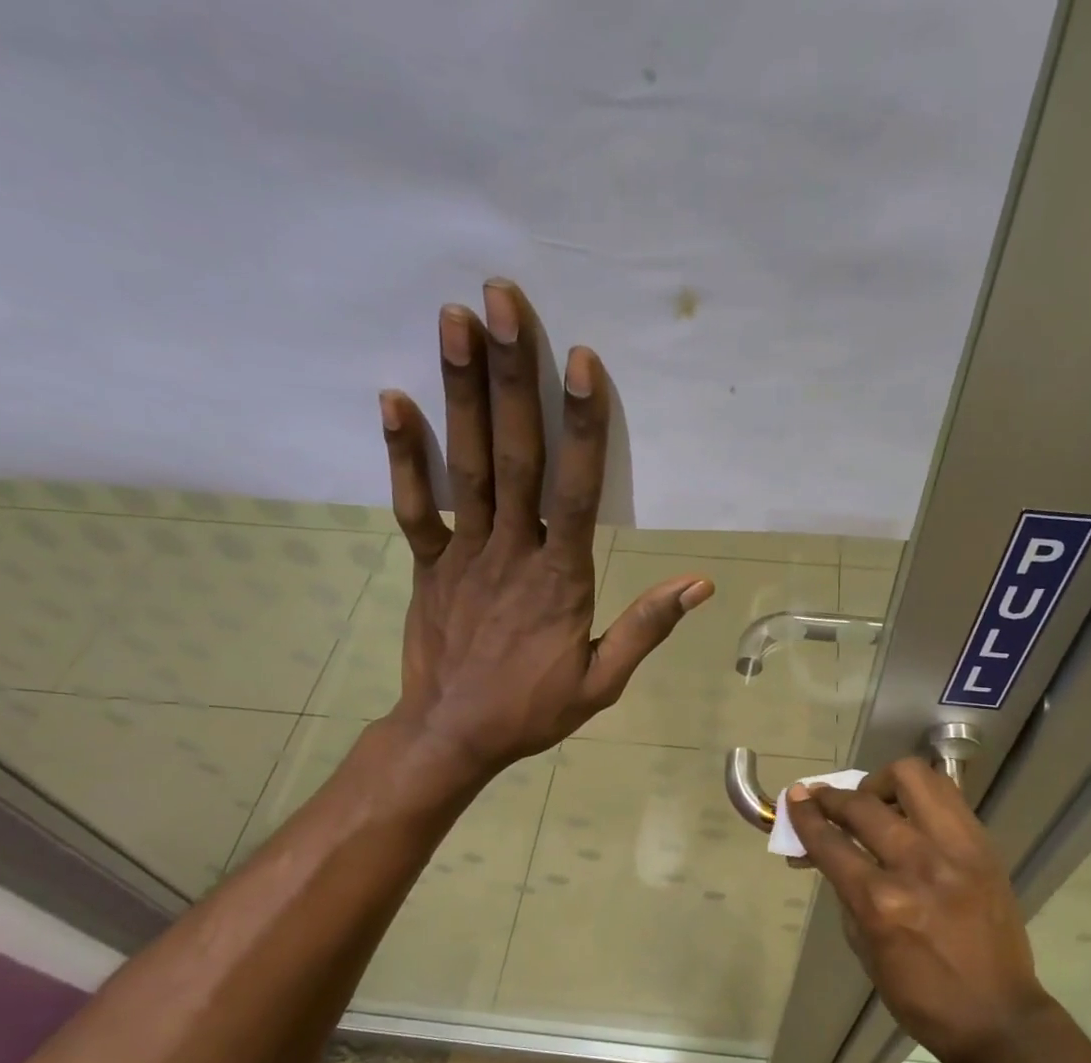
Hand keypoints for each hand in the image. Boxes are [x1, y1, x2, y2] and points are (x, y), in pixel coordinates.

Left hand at [378, 279, 712, 780]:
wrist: (452, 736)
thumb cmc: (532, 710)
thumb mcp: (601, 681)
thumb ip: (645, 628)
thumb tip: (698, 584)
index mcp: (560, 580)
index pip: (574, 492)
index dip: (580, 426)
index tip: (580, 361)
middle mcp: (511, 552)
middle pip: (514, 456)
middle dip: (510, 376)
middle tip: (502, 300)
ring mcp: (462, 554)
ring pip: (465, 466)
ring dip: (459, 392)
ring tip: (454, 319)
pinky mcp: (426, 564)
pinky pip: (413, 506)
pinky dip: (401, 455)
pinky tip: (392, 397)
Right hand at [785, 759, 1053, 1062]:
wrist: (998, 1015)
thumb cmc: (921, 996)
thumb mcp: (865, 949)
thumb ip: (847, 893)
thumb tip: (828, 853)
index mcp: (882, 903)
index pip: (831, 843)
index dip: (805, 816)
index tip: (794, 798)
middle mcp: (918, 866)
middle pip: (864, 804)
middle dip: (833, 797)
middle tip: (824, 800)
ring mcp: (958, 851)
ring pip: (914, 778)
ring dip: (881, 783)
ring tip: (874, 801)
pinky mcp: (985, 847)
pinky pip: (948, 797)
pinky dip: (919, 796)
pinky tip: (909, 814)